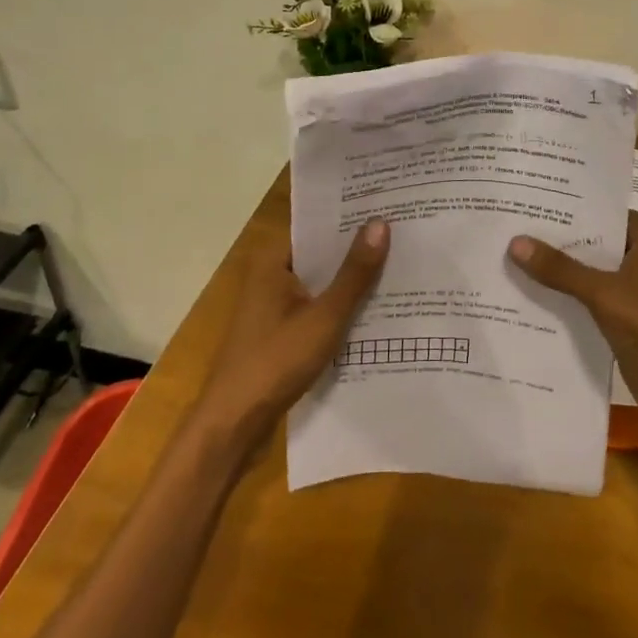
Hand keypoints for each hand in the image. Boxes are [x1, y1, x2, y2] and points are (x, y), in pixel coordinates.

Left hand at [197, 220, 389, 447]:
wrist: (233, 426)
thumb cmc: (275, 362)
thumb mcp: (324, 317)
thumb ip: (354, 273)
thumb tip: (381, 223)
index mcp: (273, 261)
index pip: (318, 227)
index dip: (352, 220)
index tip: (390, 211)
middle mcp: (270, 276)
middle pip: (320, 255)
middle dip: (357, 252)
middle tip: (403, 239)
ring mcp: (273, 306)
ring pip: (320, 284)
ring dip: (350, 283)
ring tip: (398, 270)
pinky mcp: (279, 333)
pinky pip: (315, 308)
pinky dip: (339, 308)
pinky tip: (374, 312)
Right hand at [508, 211, 637, 490]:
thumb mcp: (602, 292)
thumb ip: (559, 268)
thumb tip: (514, 241)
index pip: (595, 208)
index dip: (561, 204)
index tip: (523, 197)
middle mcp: (636, 252)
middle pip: (587, 237)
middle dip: (551, 236)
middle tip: (506, 223)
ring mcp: (627, 283)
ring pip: (583, 267)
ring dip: (553, 266)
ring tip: (506, 252)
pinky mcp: (619, 312)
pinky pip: (583, 293)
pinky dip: (561, 292)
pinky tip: (524, 289)